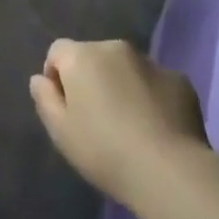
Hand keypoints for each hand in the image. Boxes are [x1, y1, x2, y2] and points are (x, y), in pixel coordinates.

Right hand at [30, 40, 206, 203]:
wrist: (169, 170)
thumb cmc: (104, 150)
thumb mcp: (61, 132)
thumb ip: (44, 99)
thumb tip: (40, 79)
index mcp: (82, 56)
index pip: (58, 51)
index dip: (56, 76)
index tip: (65, 108)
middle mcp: (115, 48)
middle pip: (94, 57)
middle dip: (91, 79)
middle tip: (97, 119)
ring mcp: (150, 61)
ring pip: (126, 68)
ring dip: (122, 86)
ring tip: (129, 126)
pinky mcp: (179, 80)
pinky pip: (155, 83)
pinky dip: (151, 97)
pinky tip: (156, 129)